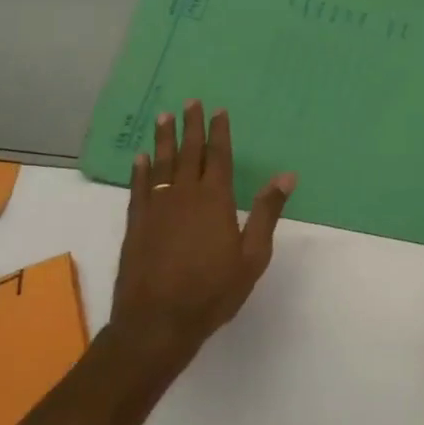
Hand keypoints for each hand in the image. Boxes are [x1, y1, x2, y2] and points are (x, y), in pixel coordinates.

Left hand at [106, 101, 295, 380]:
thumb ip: (267, 212)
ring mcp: (156, 208)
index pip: (218, 156)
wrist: (157, 322)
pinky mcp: (136, 224)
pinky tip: (140, 158)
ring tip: (163, 117)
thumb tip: (287, 176)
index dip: (219, 132)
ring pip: (161, 164)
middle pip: (188, 152)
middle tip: (189, 102)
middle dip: (190, 126)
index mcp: (215, 200)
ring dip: (163, 139)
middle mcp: (184, 195)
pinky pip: (138, 187)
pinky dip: (140, 170)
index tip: (218, 110)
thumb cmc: (212, 291)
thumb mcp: (252, 256)